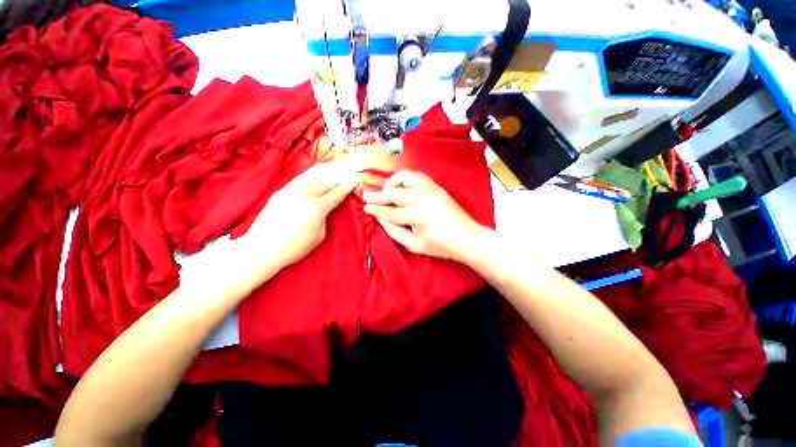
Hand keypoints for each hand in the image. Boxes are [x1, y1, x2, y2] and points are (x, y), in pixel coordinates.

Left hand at [239, 162, 357, 276]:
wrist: (262, 248)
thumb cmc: (295, 247)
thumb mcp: (319, 235)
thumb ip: (326, 217)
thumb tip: (327, 206)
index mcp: (317, 207)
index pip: (337, 192)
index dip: (349, 185)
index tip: (357, 179)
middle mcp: (305, 194)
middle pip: (328, 180)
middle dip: (341, 175)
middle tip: (350, 171)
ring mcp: (292, 190)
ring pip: (314, 175)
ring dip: (328, 170)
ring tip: (337, 167)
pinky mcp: (281, 190)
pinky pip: (301, 177)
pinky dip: (313, 173)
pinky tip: (318, 172)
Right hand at [363, 171, 490, 263]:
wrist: (467, 237)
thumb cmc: (440, 245)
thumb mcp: (414, 244)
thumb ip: (394, 231)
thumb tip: (380, 219)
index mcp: (415, 214)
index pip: (389, 211)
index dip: (375, 210)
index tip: (365, 207)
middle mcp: (421, 197)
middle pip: (393, 193)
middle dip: (377, 195)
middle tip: (367, 196)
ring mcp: (430, 189)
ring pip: (405, 177)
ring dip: (392, 182)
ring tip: (386, 190)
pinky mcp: (436, 186)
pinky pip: (417, 176)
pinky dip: (405, 178)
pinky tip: (402, 187)